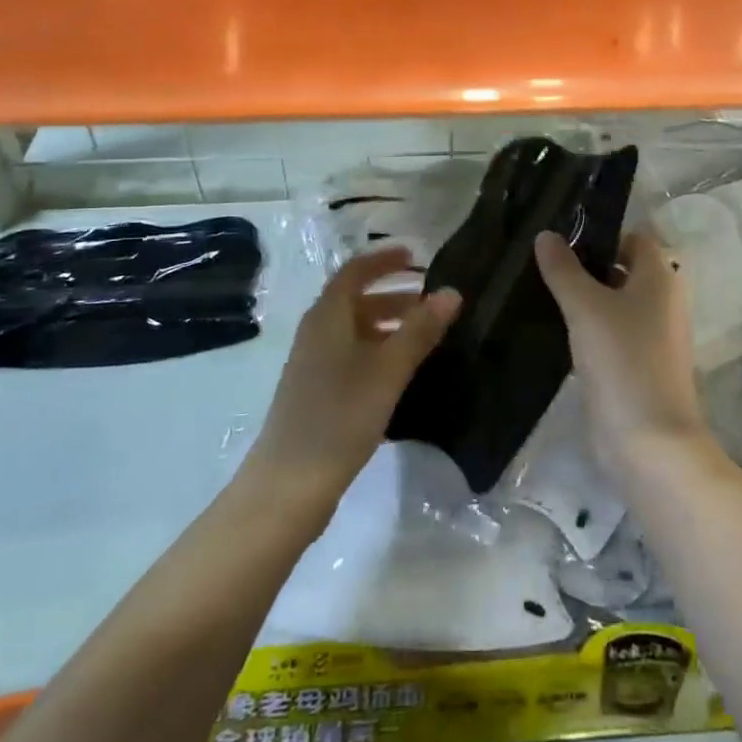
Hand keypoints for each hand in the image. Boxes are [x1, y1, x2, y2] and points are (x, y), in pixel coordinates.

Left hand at [245, 246, 460, 518]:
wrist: (289, 485)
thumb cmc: (339, 416)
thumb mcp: (387, 370)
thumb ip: (420, 330)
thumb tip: (452, 292)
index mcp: (327, 316)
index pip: (355, 272)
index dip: (384, 260)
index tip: (416, 256)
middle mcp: (317, 333)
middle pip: (355, 300)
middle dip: (393, 294)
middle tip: (430, 299)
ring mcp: (313, 365)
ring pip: (354, 331)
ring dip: (387, 324)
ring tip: (424, 335)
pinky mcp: (316, 393)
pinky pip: (351, 356)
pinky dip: (377, 351)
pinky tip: (401, 373)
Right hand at [534, 229, 711, 481]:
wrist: (649, 442)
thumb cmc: (623, 361)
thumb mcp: (586, 307)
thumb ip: (564, 270)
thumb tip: (546, 235)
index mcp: (660, 278)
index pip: (633, 237)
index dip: (601, 231)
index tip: (560, 231)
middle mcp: (662, 301)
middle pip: (622, 268)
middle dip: (585, 263)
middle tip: (540, 258)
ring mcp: (651, 336)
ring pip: (613, 302)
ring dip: (583, 296)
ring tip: (538, 287)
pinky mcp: (636, 365)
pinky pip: (609, 332)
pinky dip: (587, 326)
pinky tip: (553, 327)